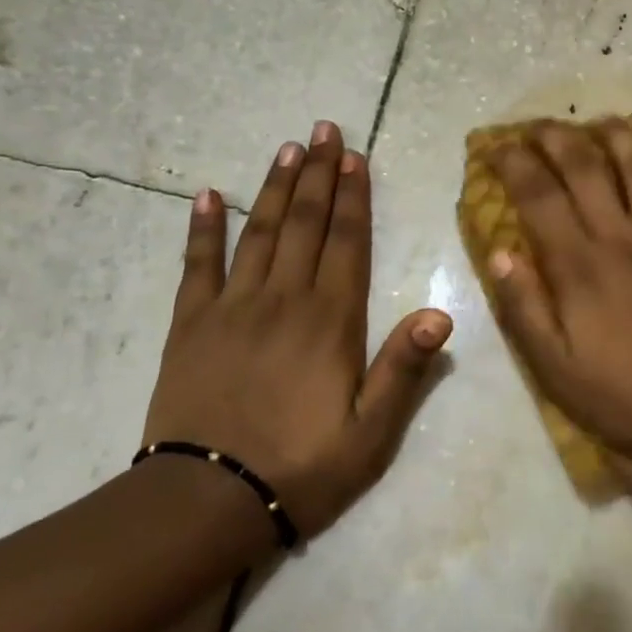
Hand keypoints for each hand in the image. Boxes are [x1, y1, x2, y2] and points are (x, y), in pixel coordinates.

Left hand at [144, 121, 451, 539]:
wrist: (206, 502)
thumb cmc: (301, 468)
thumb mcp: (370, 433)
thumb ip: (403, 369)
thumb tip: (441, 313)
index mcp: (331, 320)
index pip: (347, 242)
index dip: (354, 196)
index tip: (356, 156)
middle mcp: (284, 299)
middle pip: (305, 223)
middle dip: (318, 173)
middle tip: (324, 129)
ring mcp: (233, 307)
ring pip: (258, 231)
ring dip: (275, 186)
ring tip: (288, 148)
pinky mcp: (190, 324)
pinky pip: (196, 265)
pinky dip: (201, 227)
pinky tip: (206, 195)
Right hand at [485, 120, 631, 470]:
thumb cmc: (627, 396)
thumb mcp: (555, 368)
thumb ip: (525, 308)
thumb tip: (499, 253)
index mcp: (579, 265)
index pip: (538, 196)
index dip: (514, 164)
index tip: (497, 146)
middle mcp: (621, 236)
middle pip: (585, 167)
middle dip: (557, 136)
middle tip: (539, 125)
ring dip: (620, 135)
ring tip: (602, 119)